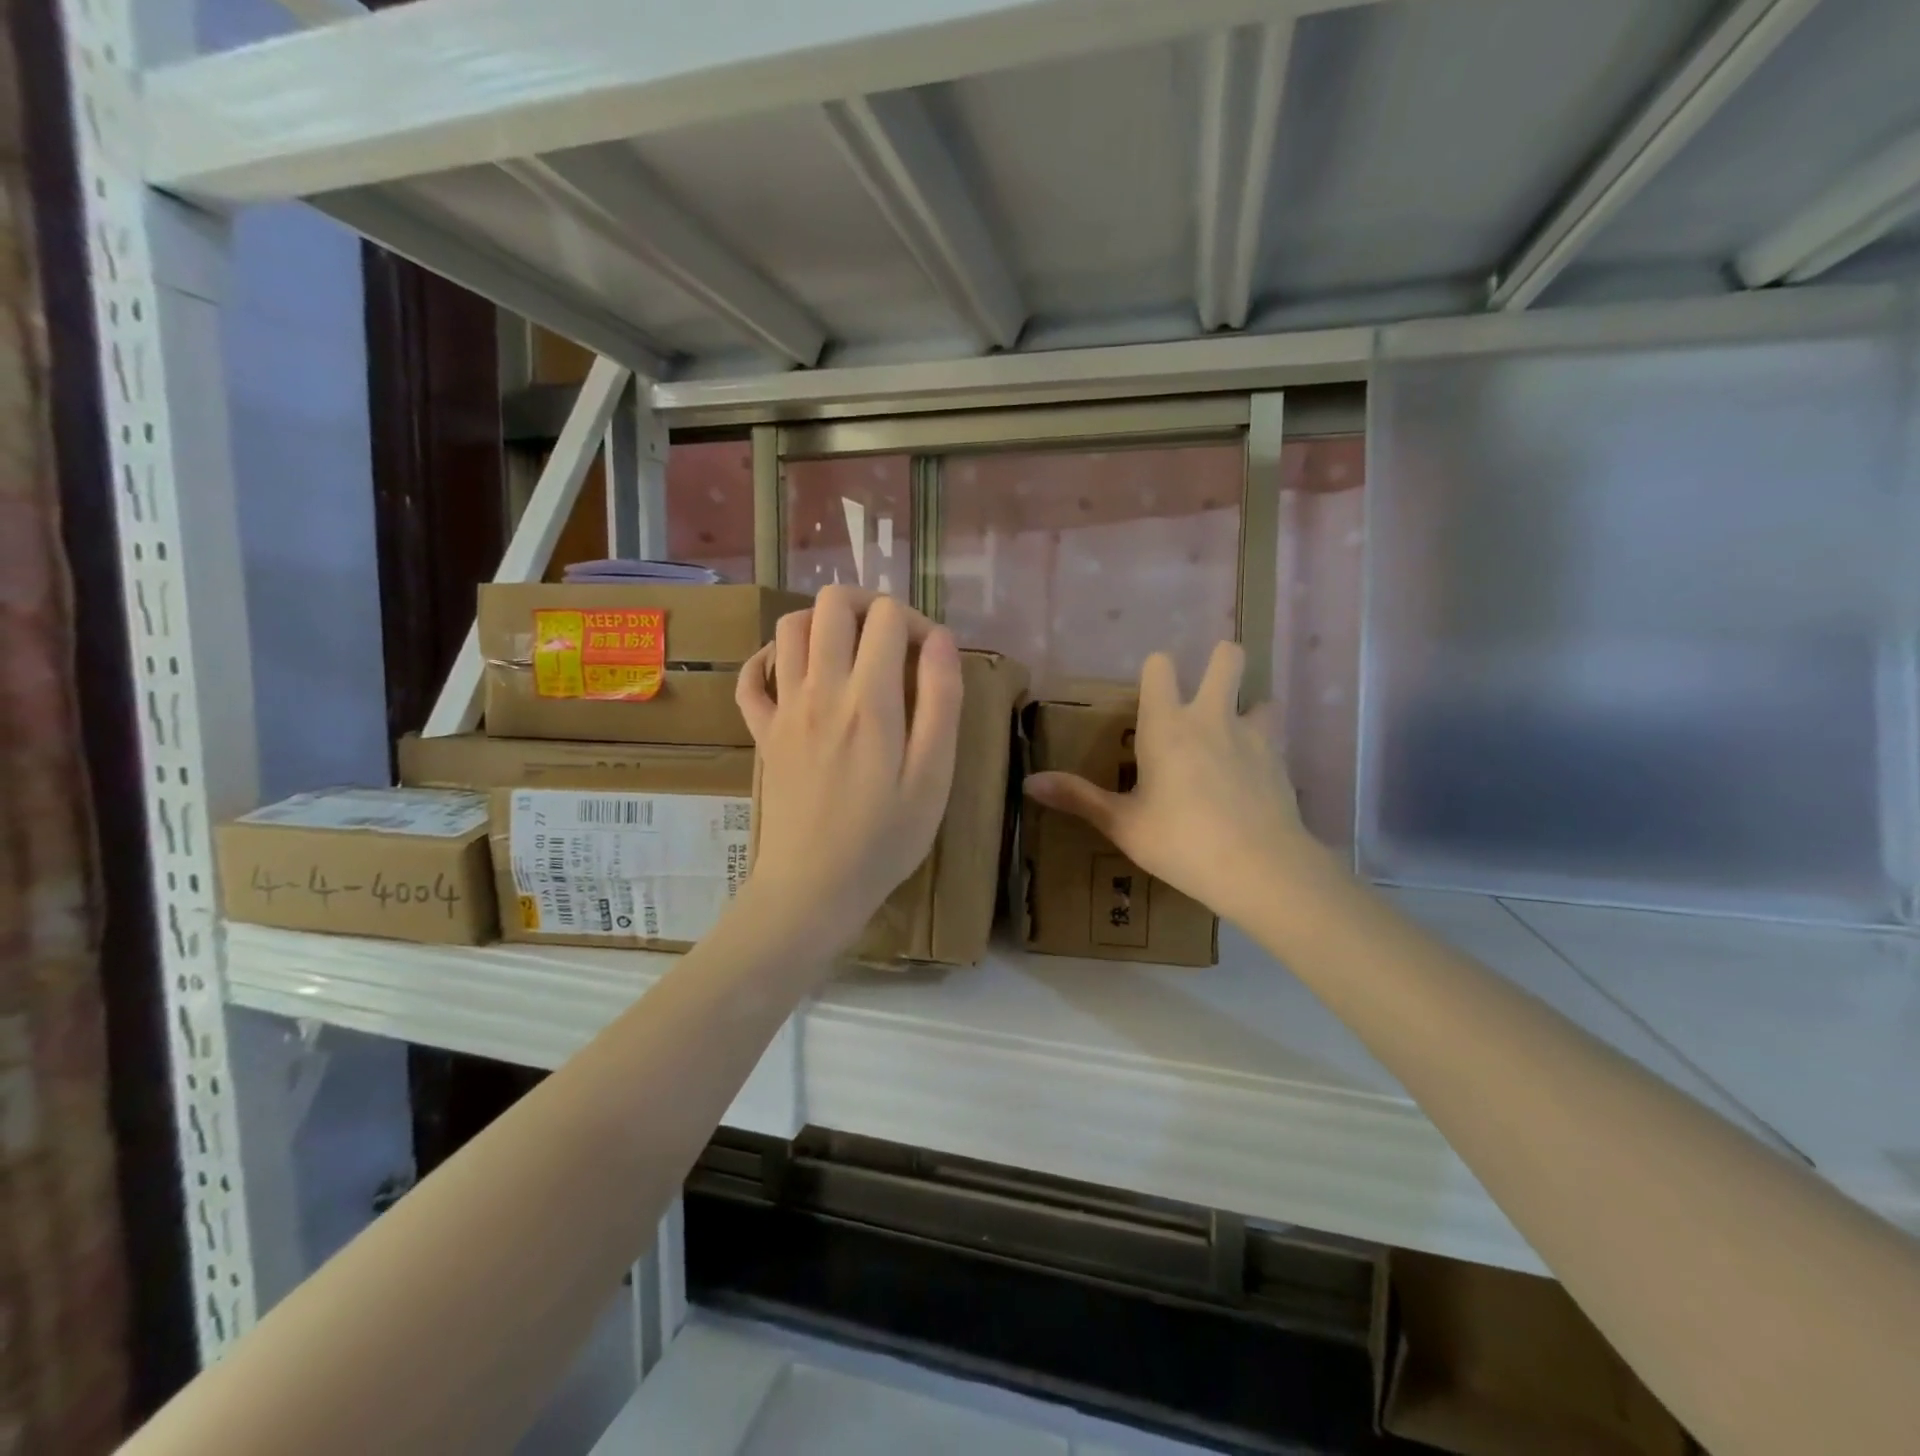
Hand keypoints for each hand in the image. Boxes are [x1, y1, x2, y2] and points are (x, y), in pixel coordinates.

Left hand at [735, 586, 962, 955]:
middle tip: (891, 641)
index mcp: (870, 700)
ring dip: (824, 624)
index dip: (917, 621)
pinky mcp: (762, 732)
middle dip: (869, 605)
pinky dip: (770, 659)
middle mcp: (821, 689)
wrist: (813, 888)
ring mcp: (784, 708)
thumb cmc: (884, 838)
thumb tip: (940, 639)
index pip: (888, 616)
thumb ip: (941, 702)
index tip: (931, 658)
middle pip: (832, 602)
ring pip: (790, 626)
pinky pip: (752, 676)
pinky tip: (797, 674)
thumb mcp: (933, 777)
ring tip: (852, 653)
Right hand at [1024, 641, 1331, 928]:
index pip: (1160, 666)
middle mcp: (1212, 717)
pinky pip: (1273, 737)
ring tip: (1234, 736)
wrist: (1260, 868)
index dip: (1156, 671)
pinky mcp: (1280, 760)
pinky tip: (1252, 778)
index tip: (1151, 692)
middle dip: (1219, 661)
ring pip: (1261, 696)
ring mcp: (1253, 735)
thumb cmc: (1180, 842)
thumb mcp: (1122, 824)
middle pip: (1226, 658)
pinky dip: (1263, 746)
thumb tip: (1028, 782)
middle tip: (1206, 691)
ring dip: (1249, 707)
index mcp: (1167, 725)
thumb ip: (1078, 798)